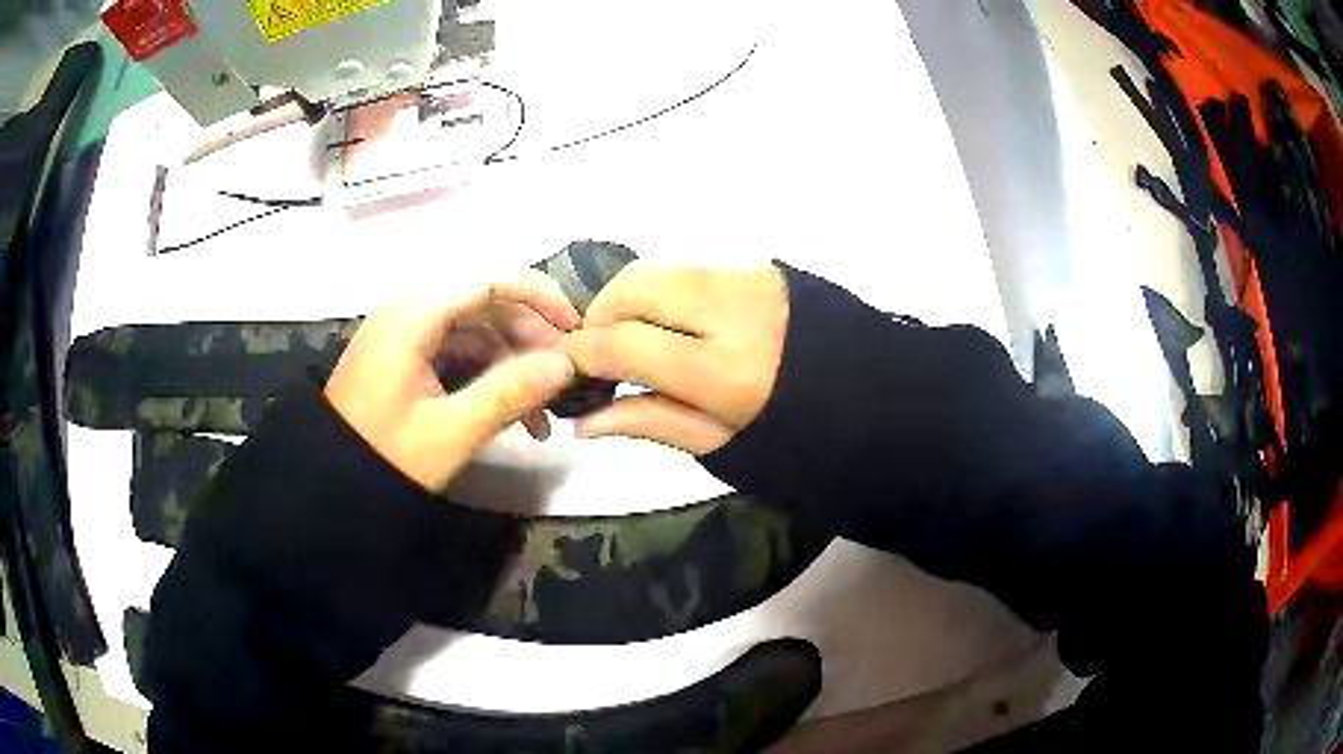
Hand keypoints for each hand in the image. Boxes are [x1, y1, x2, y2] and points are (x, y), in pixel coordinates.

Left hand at [325, 273, 578, 490]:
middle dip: (528, 339)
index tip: (575, 330)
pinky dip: (484, 376)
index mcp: (414, 316)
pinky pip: (455, 353)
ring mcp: (404, 336)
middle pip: (484, 305)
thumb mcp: (451, 430)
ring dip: (510, 364)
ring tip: (540, 415)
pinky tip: (508, 413)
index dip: (539, 297)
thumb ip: (509, 392)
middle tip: (562, 381)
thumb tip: (565, 364)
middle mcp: (408, 312)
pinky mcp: (403, 359)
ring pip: (473, 332)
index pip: (490, 281)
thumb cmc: (385, 456)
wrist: (330, 485)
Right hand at [563, 264, 788, 453]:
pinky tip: (675, 324)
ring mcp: (748, 280)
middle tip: (601, 353)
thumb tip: (582, 419)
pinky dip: (666, 291)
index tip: (570, 368)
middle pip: (632, 287)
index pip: (622, 341)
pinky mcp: (760, 268)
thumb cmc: (797, 437)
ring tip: (635, 338)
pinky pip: (690, 267)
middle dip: (600, 314)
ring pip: (659, 270)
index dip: (582, 352)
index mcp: (722, 370)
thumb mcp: (720, 444)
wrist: (871, 400)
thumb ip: (648, 421)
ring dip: (630, 299)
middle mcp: (730, 310)